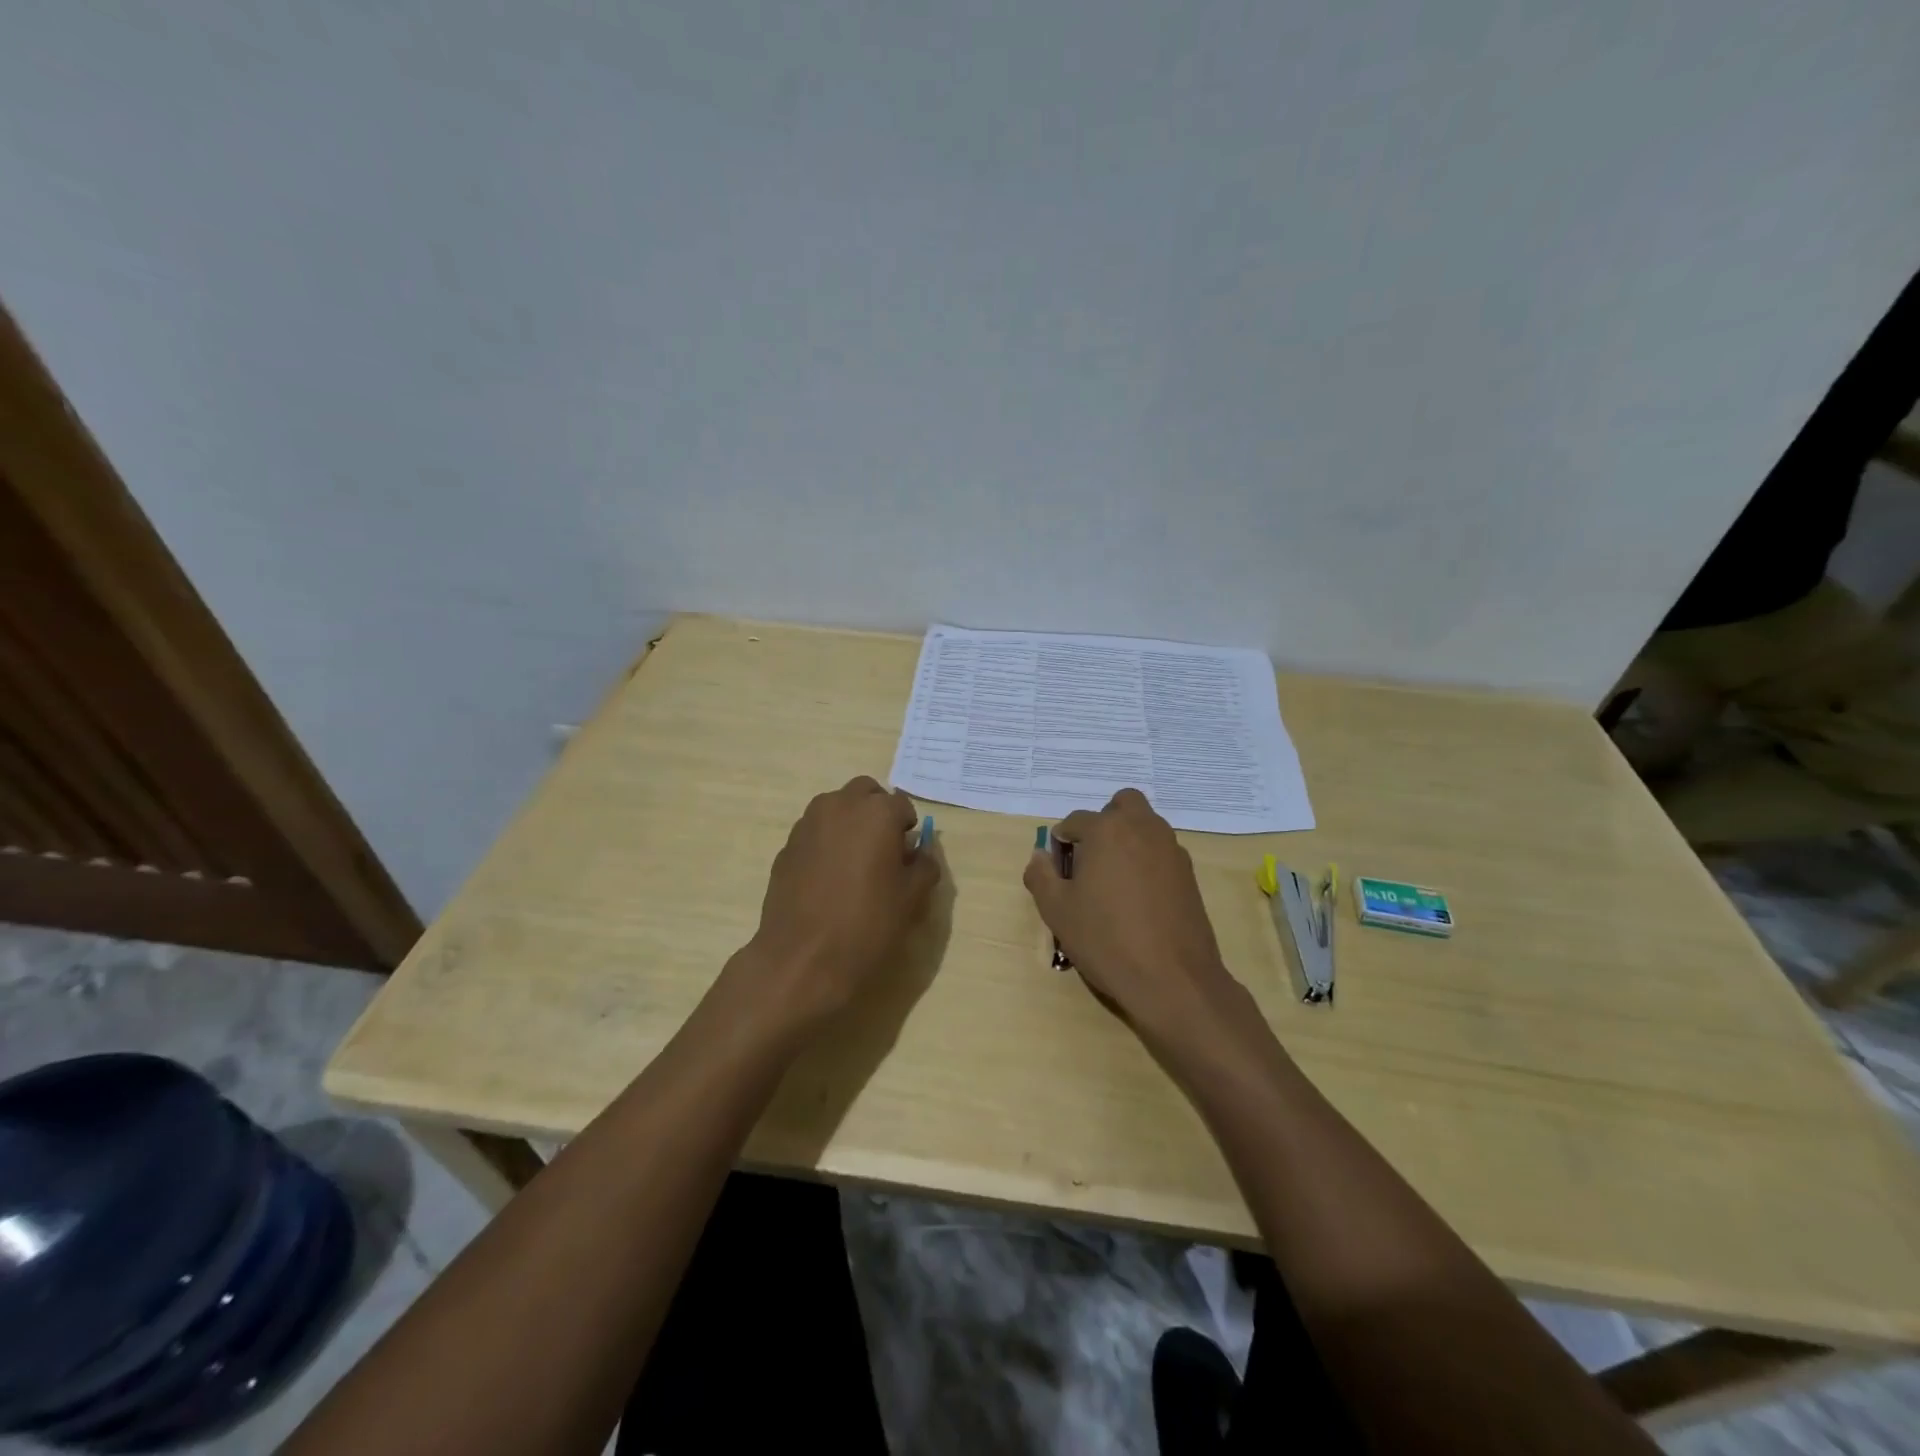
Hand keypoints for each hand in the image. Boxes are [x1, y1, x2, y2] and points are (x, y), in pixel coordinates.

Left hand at [738, 776, 939, 1031]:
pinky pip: (814, 832)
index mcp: (876, 812)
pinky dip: (826, 843)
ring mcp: (807, 824)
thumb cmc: (868, 925)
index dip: (908, 830)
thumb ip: (923, 865)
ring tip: (854, 864)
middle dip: (877, 812)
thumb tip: (920, 852)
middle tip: (883, 850)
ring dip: (849, 823)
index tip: (907, 857)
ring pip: (835, 808)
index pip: (902, 806)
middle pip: (865, 792)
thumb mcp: (912, 898)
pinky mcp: (786, 847)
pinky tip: (827, 880)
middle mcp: (839, 806)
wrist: (803, 959)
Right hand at [1024, 789, 1248, 1053]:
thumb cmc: (1106, 939)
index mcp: (1107, 830)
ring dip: (1128, 839)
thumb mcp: (1057, 910)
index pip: (1076, 821)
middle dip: (1105, 821)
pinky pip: (1162, 853)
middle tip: (1091, 857)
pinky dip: (1148, 862)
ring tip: (1113, 881)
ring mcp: (1172, 850)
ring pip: (1146, 826)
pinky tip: (1138, 899)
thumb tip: (1040, 856)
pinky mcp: (1189, 875)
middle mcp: (1143, 829)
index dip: (1062, 841)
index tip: (1058, 866)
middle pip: (1123, 804)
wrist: (1173, 979)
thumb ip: (1042, 876)